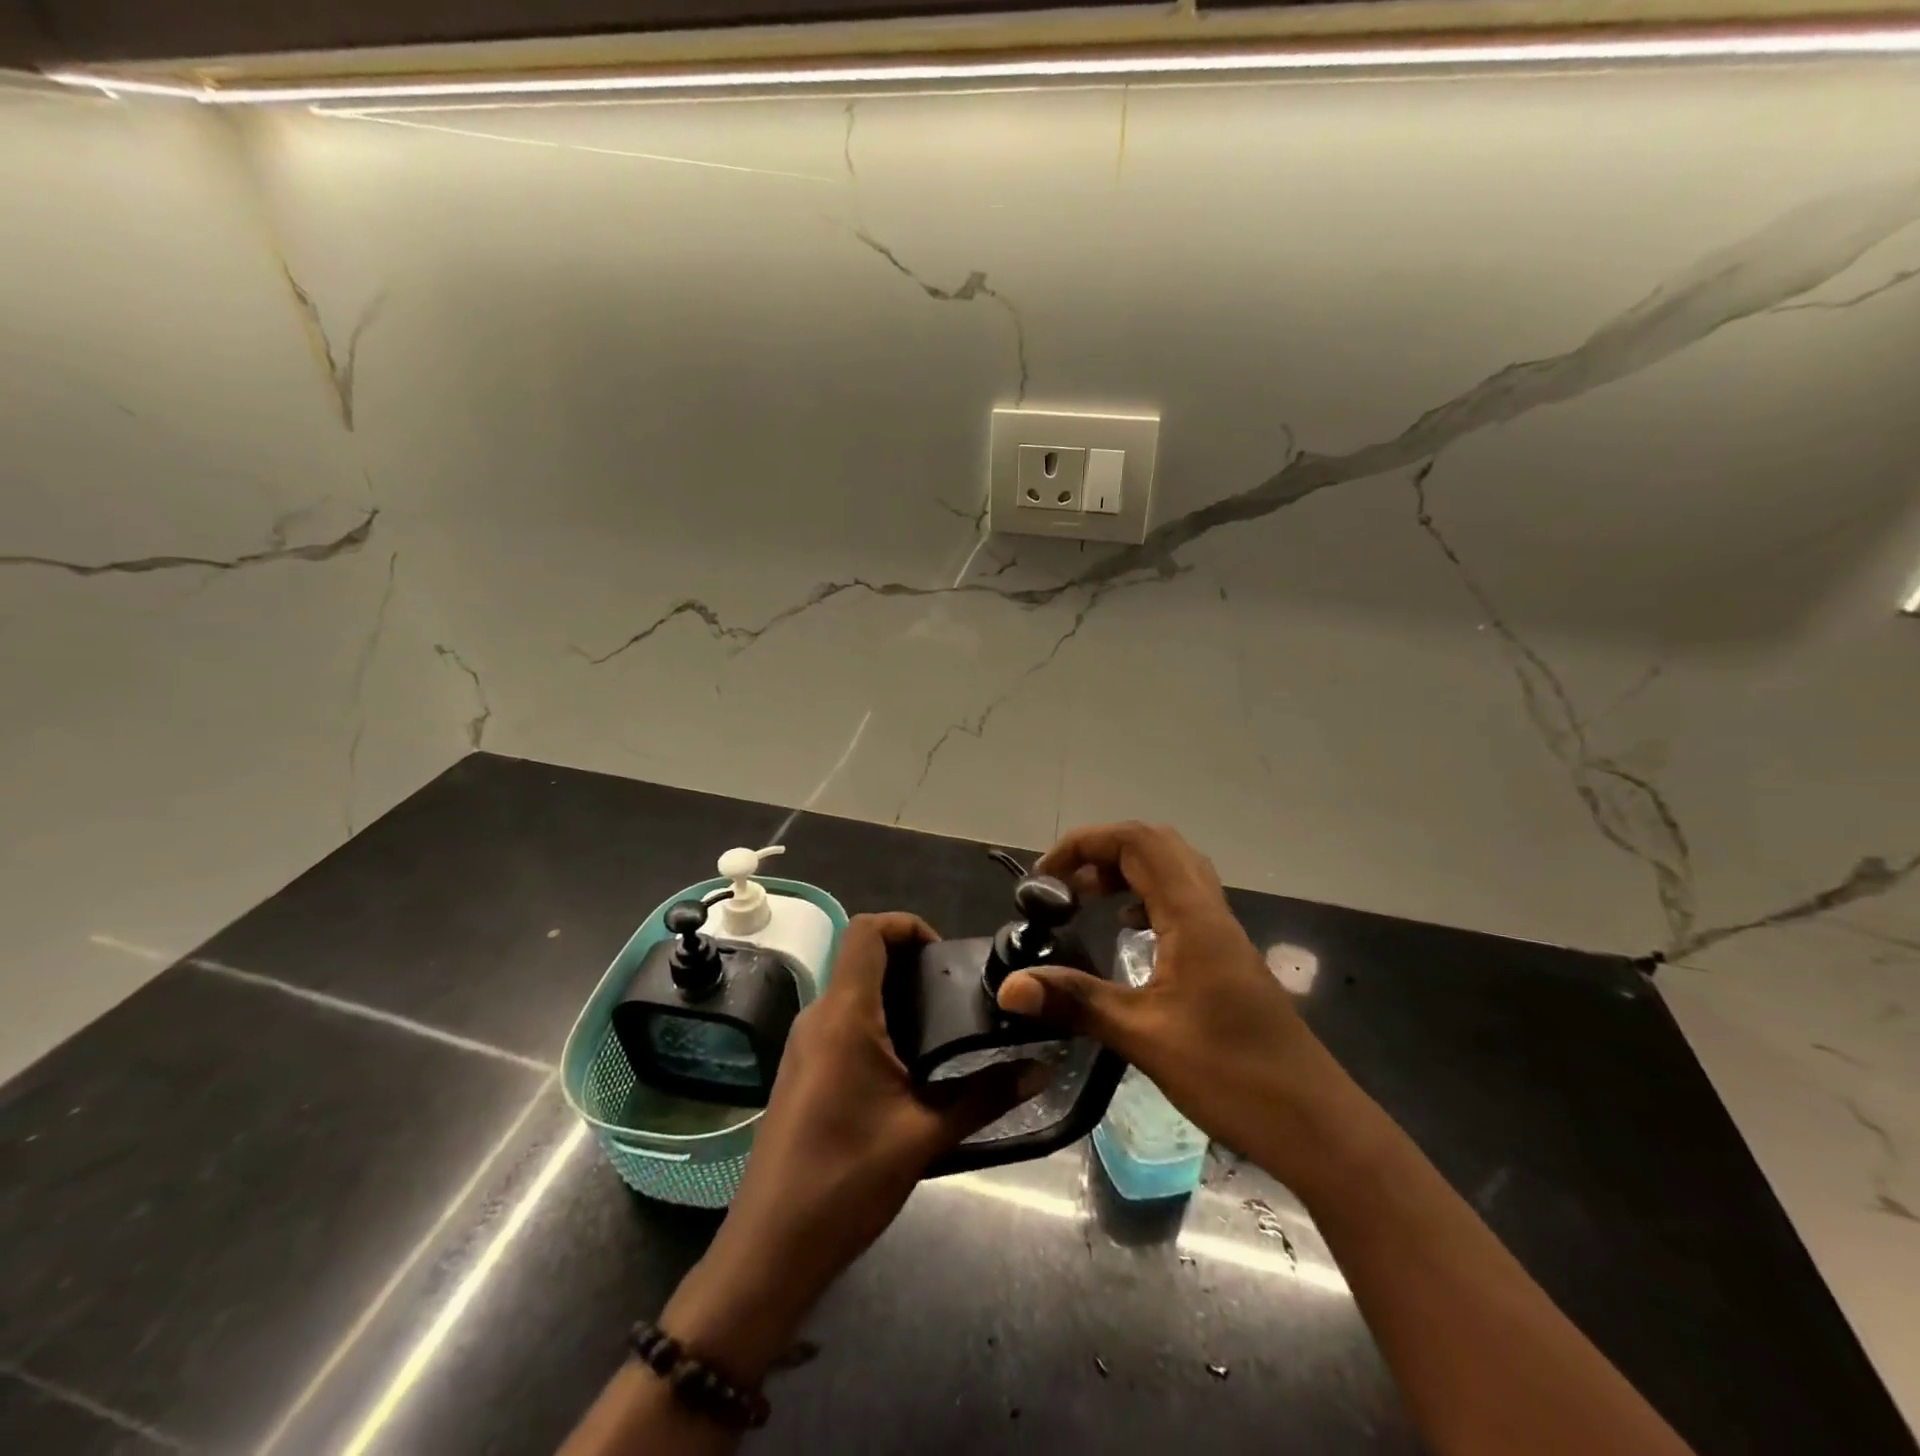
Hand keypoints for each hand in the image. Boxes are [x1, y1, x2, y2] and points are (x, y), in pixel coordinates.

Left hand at [662, 913, 1045, 1382]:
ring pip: (853, 992)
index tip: (945, 955)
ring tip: (944, 1030)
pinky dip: (878, 1023)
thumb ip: (985, 1096)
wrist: (769, 1250)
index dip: (907, 924)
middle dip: (911, 963)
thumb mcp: (924, 1136)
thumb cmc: (845, 1180)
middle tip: (959, 996)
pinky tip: (909, 1067)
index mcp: (844, 1014)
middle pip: (862, 957)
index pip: (867, 930)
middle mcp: (818, 1016)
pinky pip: (842, 1023)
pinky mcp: (802, 1071)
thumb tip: (1041, 1071)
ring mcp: (804, 1044)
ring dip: (896, 995)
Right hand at [997, 823, 1365, 1193]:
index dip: (1086, 843)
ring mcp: (1223, 934)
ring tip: (1088, 902)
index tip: (1045, 876)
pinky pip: (1182, 903)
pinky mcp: (1227, 958)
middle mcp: (1210, 911)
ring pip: (1173, 872)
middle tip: (1066, 886)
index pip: (1137, 842)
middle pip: (1156, 847)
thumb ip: (1075, 1001)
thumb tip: (1008, 987)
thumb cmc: (1231, 1074)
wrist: (1316, 1124)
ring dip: (1127, 873)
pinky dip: (1146, 901)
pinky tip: (1129, 936)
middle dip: (1103, 852)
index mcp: (1192, 915)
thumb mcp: (1143, 1036)